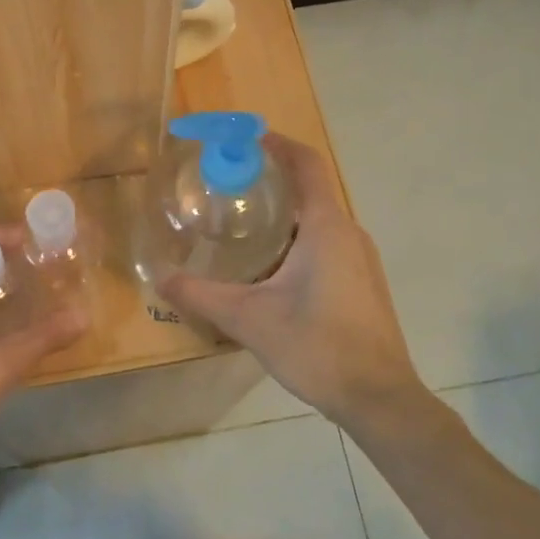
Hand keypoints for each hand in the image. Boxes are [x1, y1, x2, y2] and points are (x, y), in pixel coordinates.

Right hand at [157, 133, 427, 431]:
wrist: (380, 399)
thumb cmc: (317, 346)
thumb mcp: (249, 319)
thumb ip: (201, 295)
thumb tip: (159, 278)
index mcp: (325, 226)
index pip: (307, 163)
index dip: (278, 144)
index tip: (246, 139)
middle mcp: (348, 232)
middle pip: (310, 189)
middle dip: (271, 181)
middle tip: (229, 187)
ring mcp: (362, 259)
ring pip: (319, 220)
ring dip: (284, 214)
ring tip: (242, 226)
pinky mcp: (364, 283)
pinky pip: (328, 243)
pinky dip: (298, 239)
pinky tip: (271, 269)